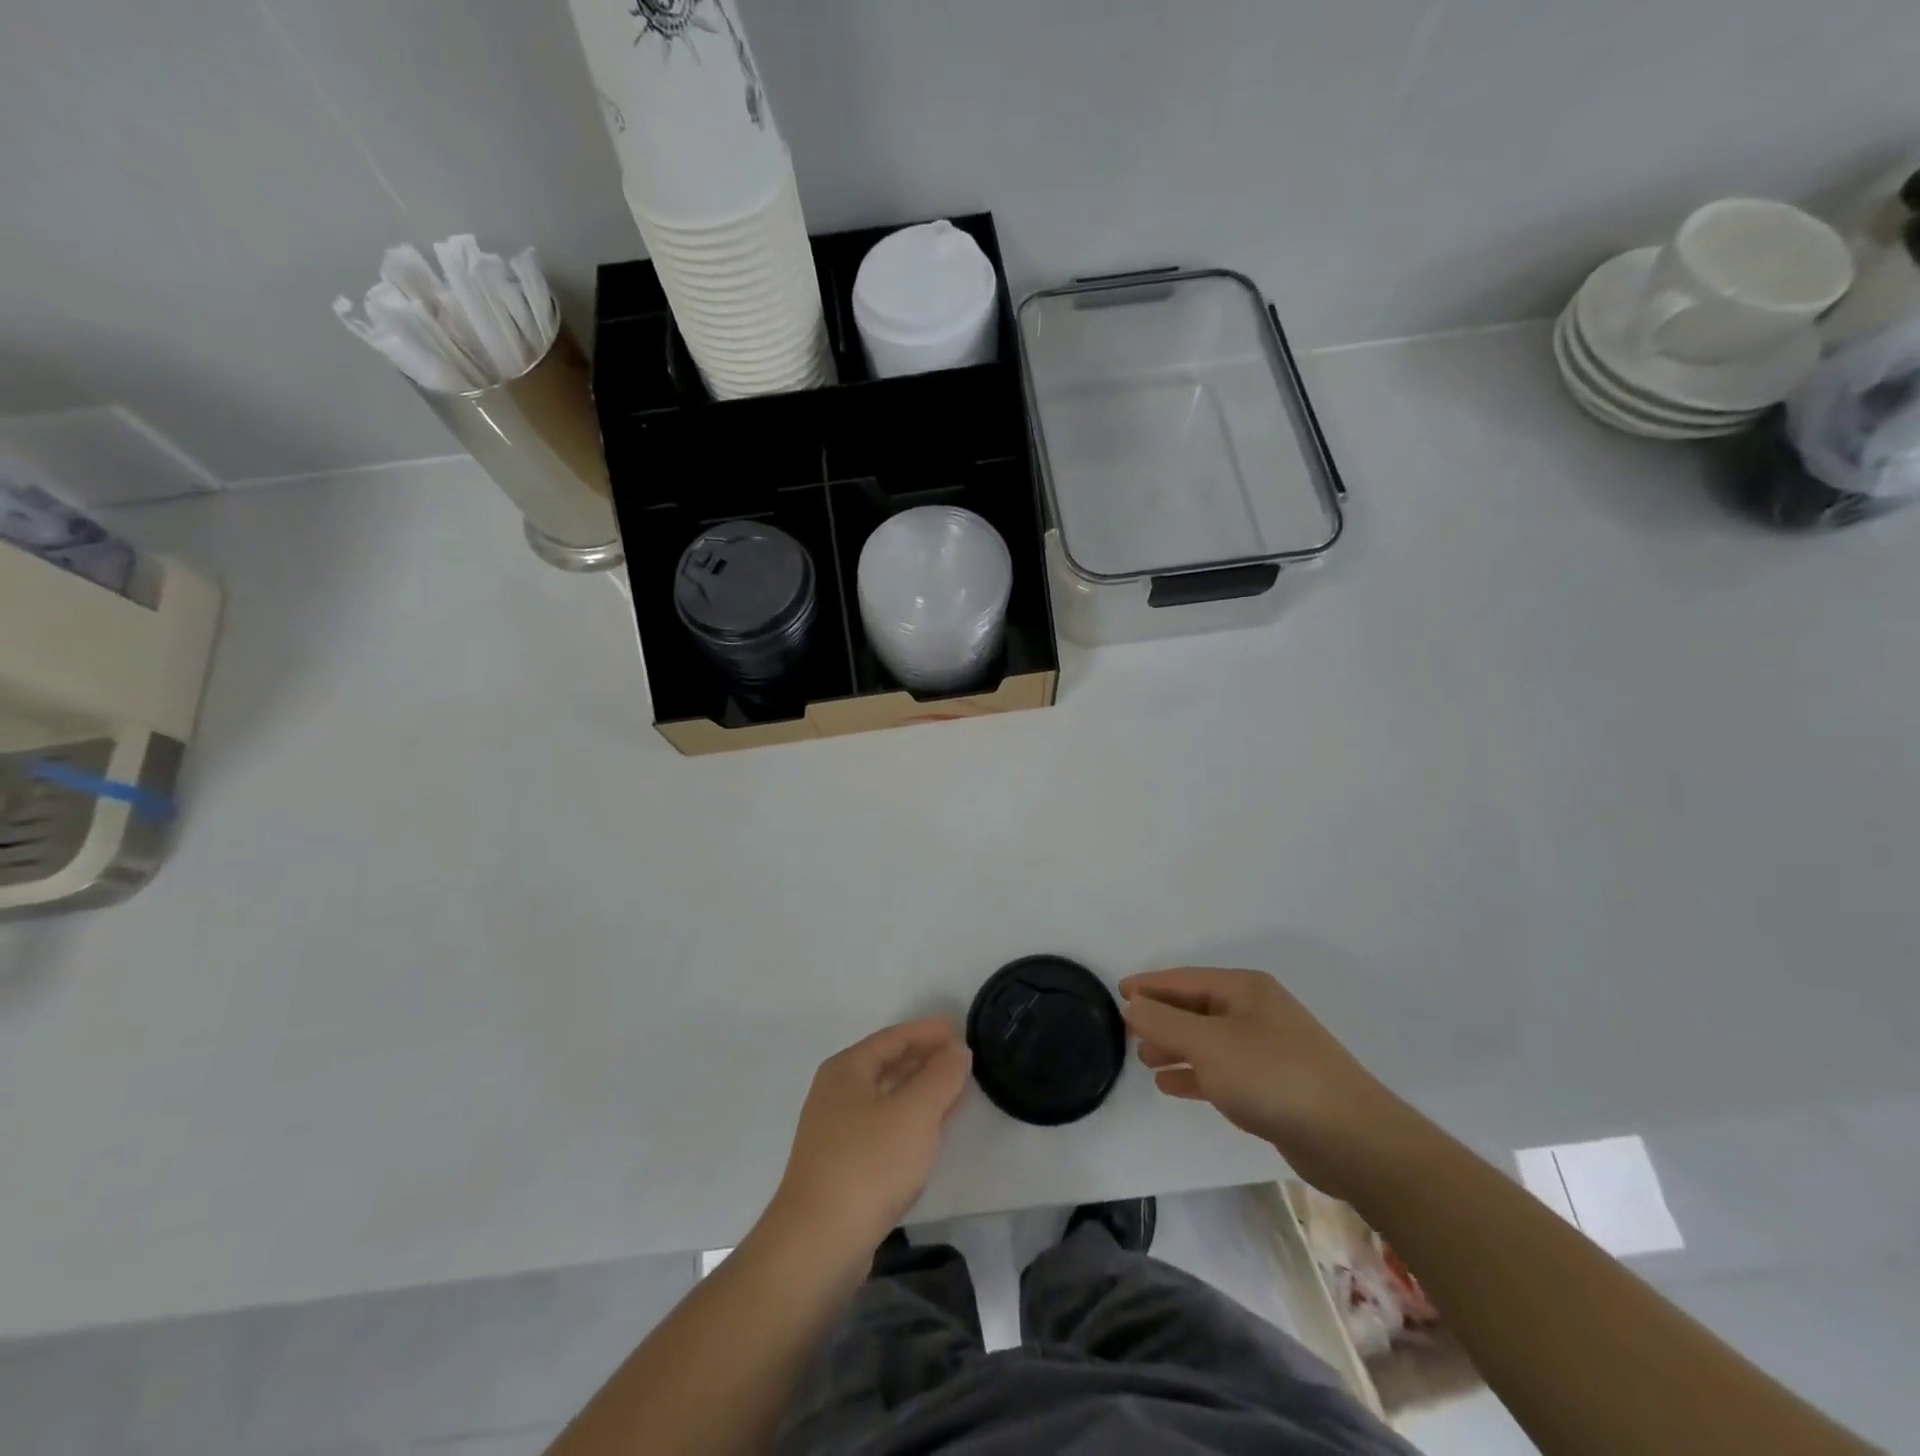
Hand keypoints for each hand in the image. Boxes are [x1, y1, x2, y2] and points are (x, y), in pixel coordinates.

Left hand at [770, 1018, 971, 1254]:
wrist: (818, 1244)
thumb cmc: (869, 1165)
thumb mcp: (915, 1113)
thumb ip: (941, 1076)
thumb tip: (956, 1050)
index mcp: (846, 1070)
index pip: (893, 1038)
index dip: (927, 1032)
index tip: (958, 1031)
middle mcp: (836, 1093)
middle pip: (886, 1064)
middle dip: (924, 1059)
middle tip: (961, 1059)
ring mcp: (835, 1131)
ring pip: (885, 1097)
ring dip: (918, 1091)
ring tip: (953, 1091)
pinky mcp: (841, 1166)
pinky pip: (882, 1126)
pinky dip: (908, 1120)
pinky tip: (928, 1133)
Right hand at [1121, 968, 1413, 1198]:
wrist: (1350, 1138)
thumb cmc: (1273, 1076)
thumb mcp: (1208, 1044)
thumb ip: (1164, 1023)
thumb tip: (1132, 1004)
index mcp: (1244, 989)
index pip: (1184, 978)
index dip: (1150, 985)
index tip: (1118, 992)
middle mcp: (1256, 1011)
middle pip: (1197, 1007)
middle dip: (1162, 1018)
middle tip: (1127, 1031)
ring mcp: (1268, 1048)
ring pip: (1209, 1040)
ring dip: (1176, 1047)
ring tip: (1145, 1059)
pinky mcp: (1274, 1085)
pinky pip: (1223, 1070)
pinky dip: (1196, 1073)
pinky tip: (1171, 1085)